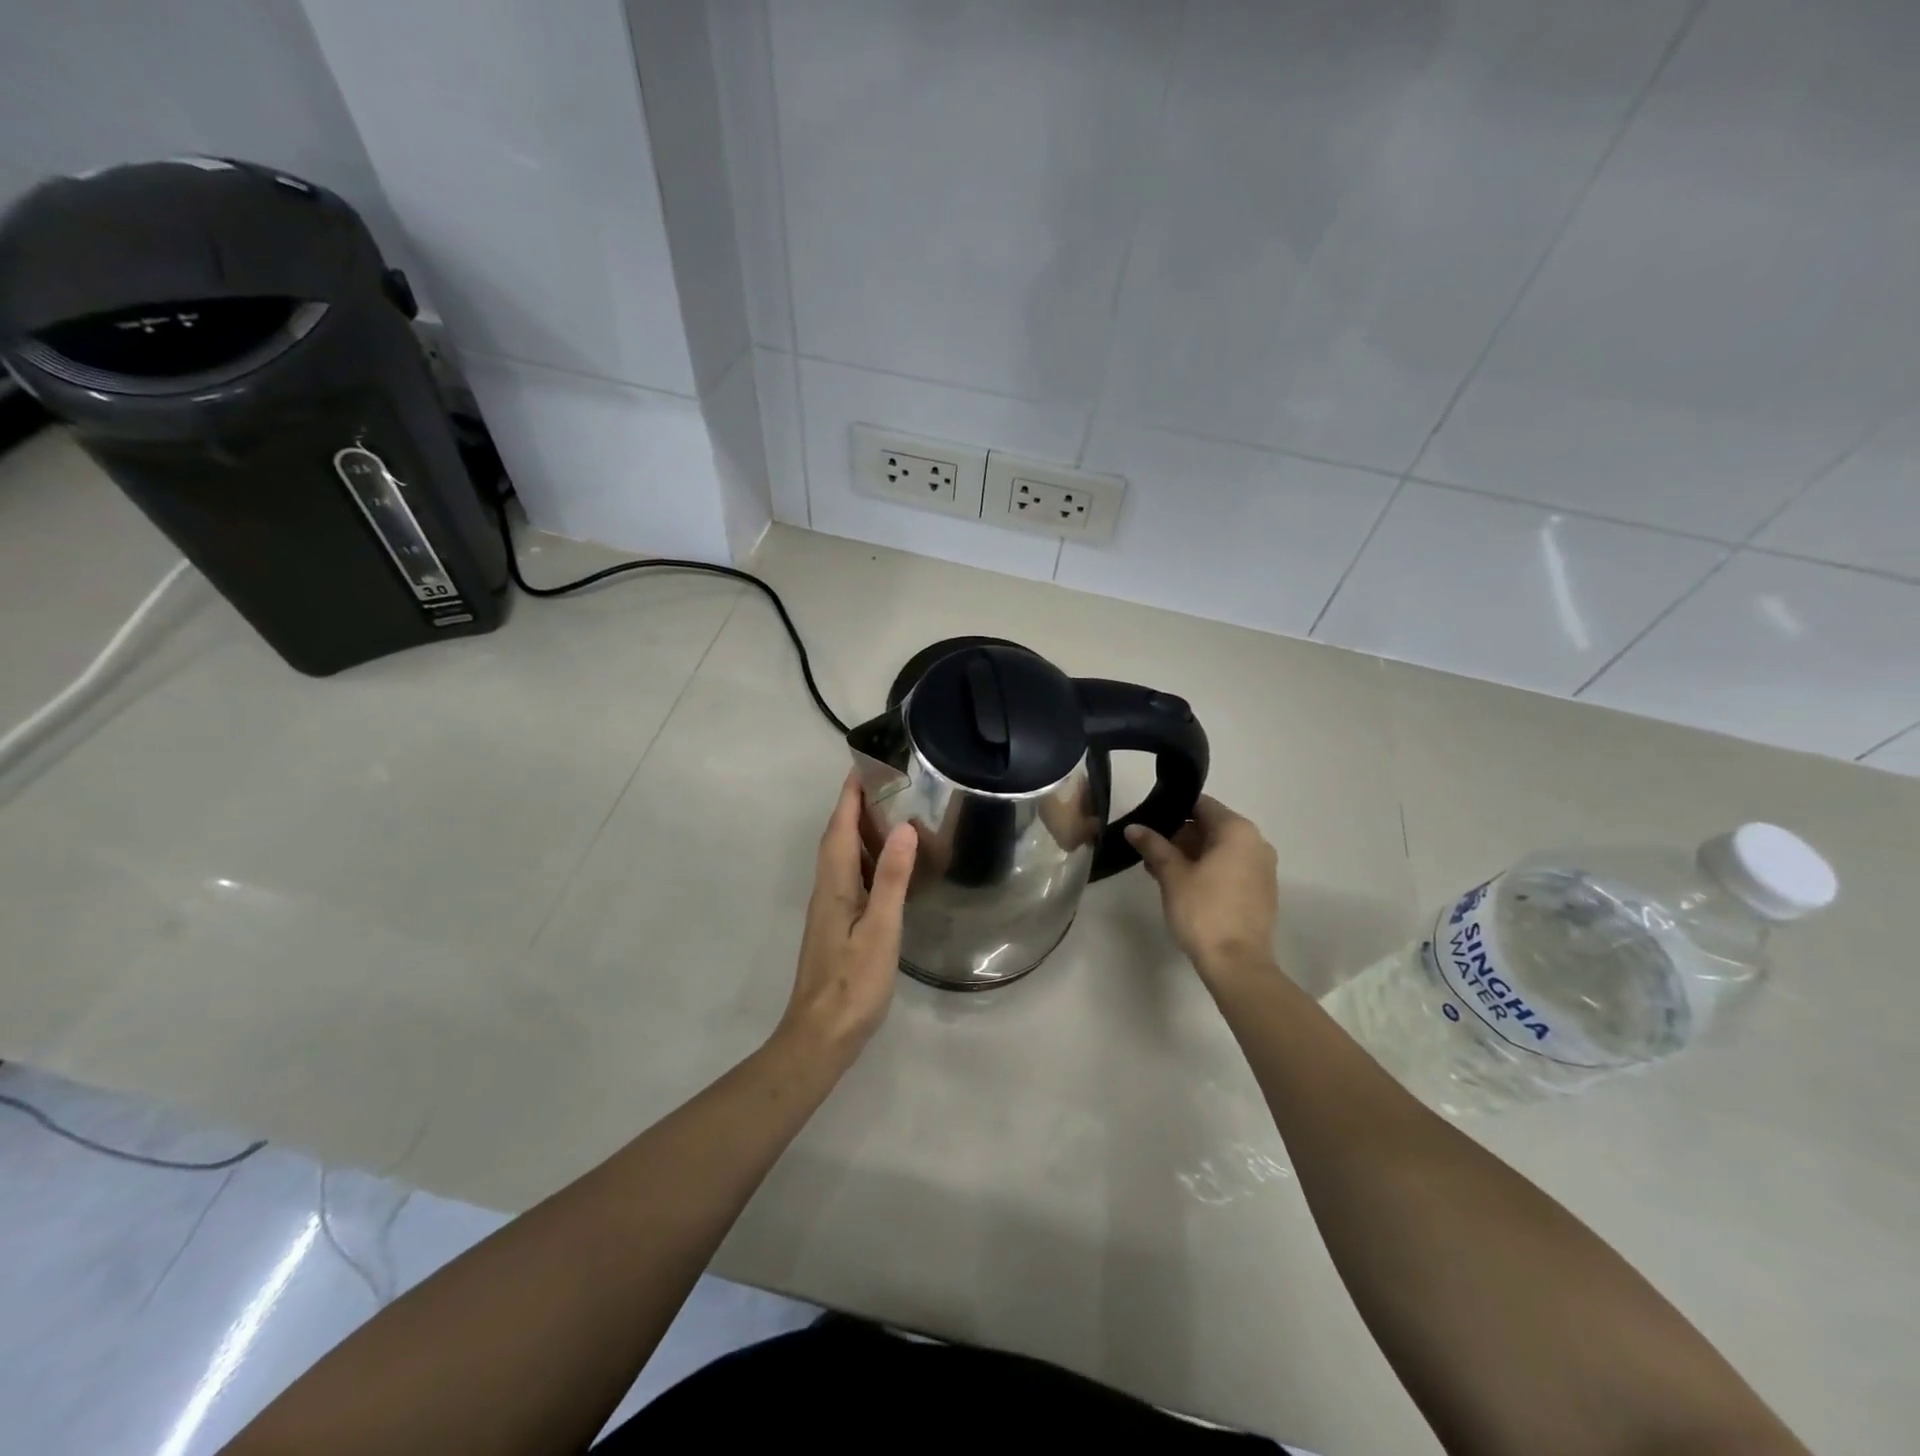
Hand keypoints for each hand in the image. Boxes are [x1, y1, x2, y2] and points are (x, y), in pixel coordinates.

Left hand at [776, 773, 917, 1063]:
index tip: (864, 767)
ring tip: (886, 814)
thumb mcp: (881, 930)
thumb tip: (903, 828)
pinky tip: (883, 868)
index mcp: (835, 885)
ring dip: (857, 831)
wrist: (821, 1036)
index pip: (841, 828)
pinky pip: (848, 878)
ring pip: (842, 858)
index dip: (850, 797)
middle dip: (853, 807)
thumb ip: (892, 879)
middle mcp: (827, 890)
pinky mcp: (836, 927)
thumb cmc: (853, 983)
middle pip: (837, 838)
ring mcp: (829, 910)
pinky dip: (864, 859)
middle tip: (882, 784)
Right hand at [1125, 795, 1278, 988]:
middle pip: (1211, 826)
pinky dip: (1207, 870)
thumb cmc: (1204, 911)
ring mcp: (1262, 869)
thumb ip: (1153, 846)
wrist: (1237, 964)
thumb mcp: (1172, 875)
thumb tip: (1133, 827)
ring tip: (1158, 870)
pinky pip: (1230, 868)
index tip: (1148, 821)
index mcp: (1238, 831)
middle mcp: (1256, 843)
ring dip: (1190, 855)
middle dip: (1179, 836)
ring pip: (1219, 850)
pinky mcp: (1261, 892)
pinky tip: (1182, 886)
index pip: (1201, 805)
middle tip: (1149, 850)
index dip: (1172, 809)